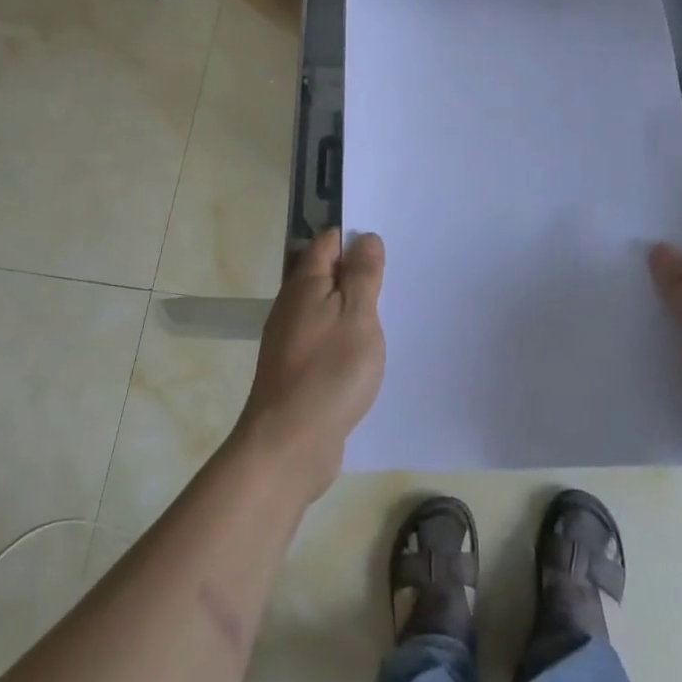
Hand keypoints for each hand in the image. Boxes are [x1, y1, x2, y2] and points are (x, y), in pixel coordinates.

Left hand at [235, 230, 386, 505]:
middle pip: (324, 273)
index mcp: (304, 283)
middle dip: (355, 271)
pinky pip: (323, 336)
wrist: (288, 444)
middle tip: (393, 277)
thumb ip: (363, 275)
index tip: (386, 246)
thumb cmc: (329, 372)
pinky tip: (363, 350)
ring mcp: (290, 338)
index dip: (355, 237)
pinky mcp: (295, 369)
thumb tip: (365, 238)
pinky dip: (343, 334)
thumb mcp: (357, 316)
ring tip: (386, 312)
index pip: (328, 242)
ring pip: (324, 306)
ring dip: (351, 305)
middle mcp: (292, 305)